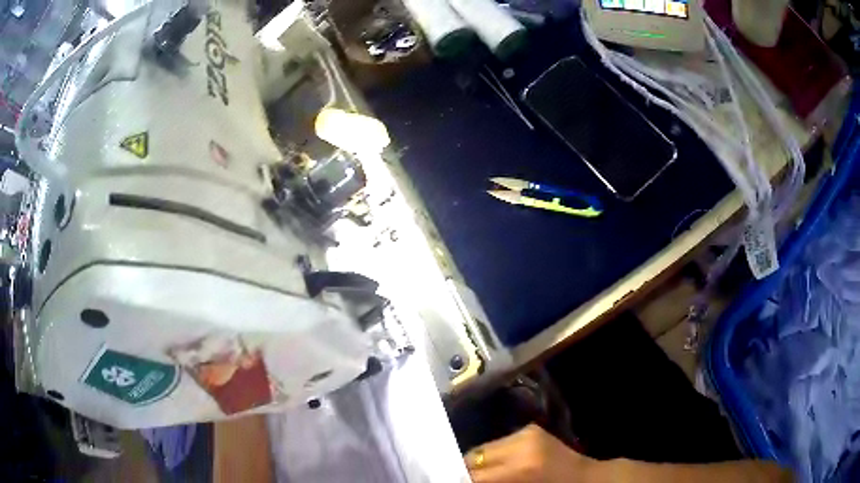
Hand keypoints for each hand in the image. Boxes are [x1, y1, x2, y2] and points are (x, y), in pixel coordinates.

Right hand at [464, 424, 596, 482]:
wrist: (585, 478)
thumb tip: (465, 479)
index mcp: (521, 467)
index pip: (474, 472)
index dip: (459, 478)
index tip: (451, 480)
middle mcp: (521, 444)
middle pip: (474, 455)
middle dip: (465, 469)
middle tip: (460, 477)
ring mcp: (527, 432)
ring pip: (485, 447)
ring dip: (478, 462)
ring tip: (477, 473)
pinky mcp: (530, 429)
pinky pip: (500, 443)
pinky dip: (494, 455)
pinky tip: (497, 465)